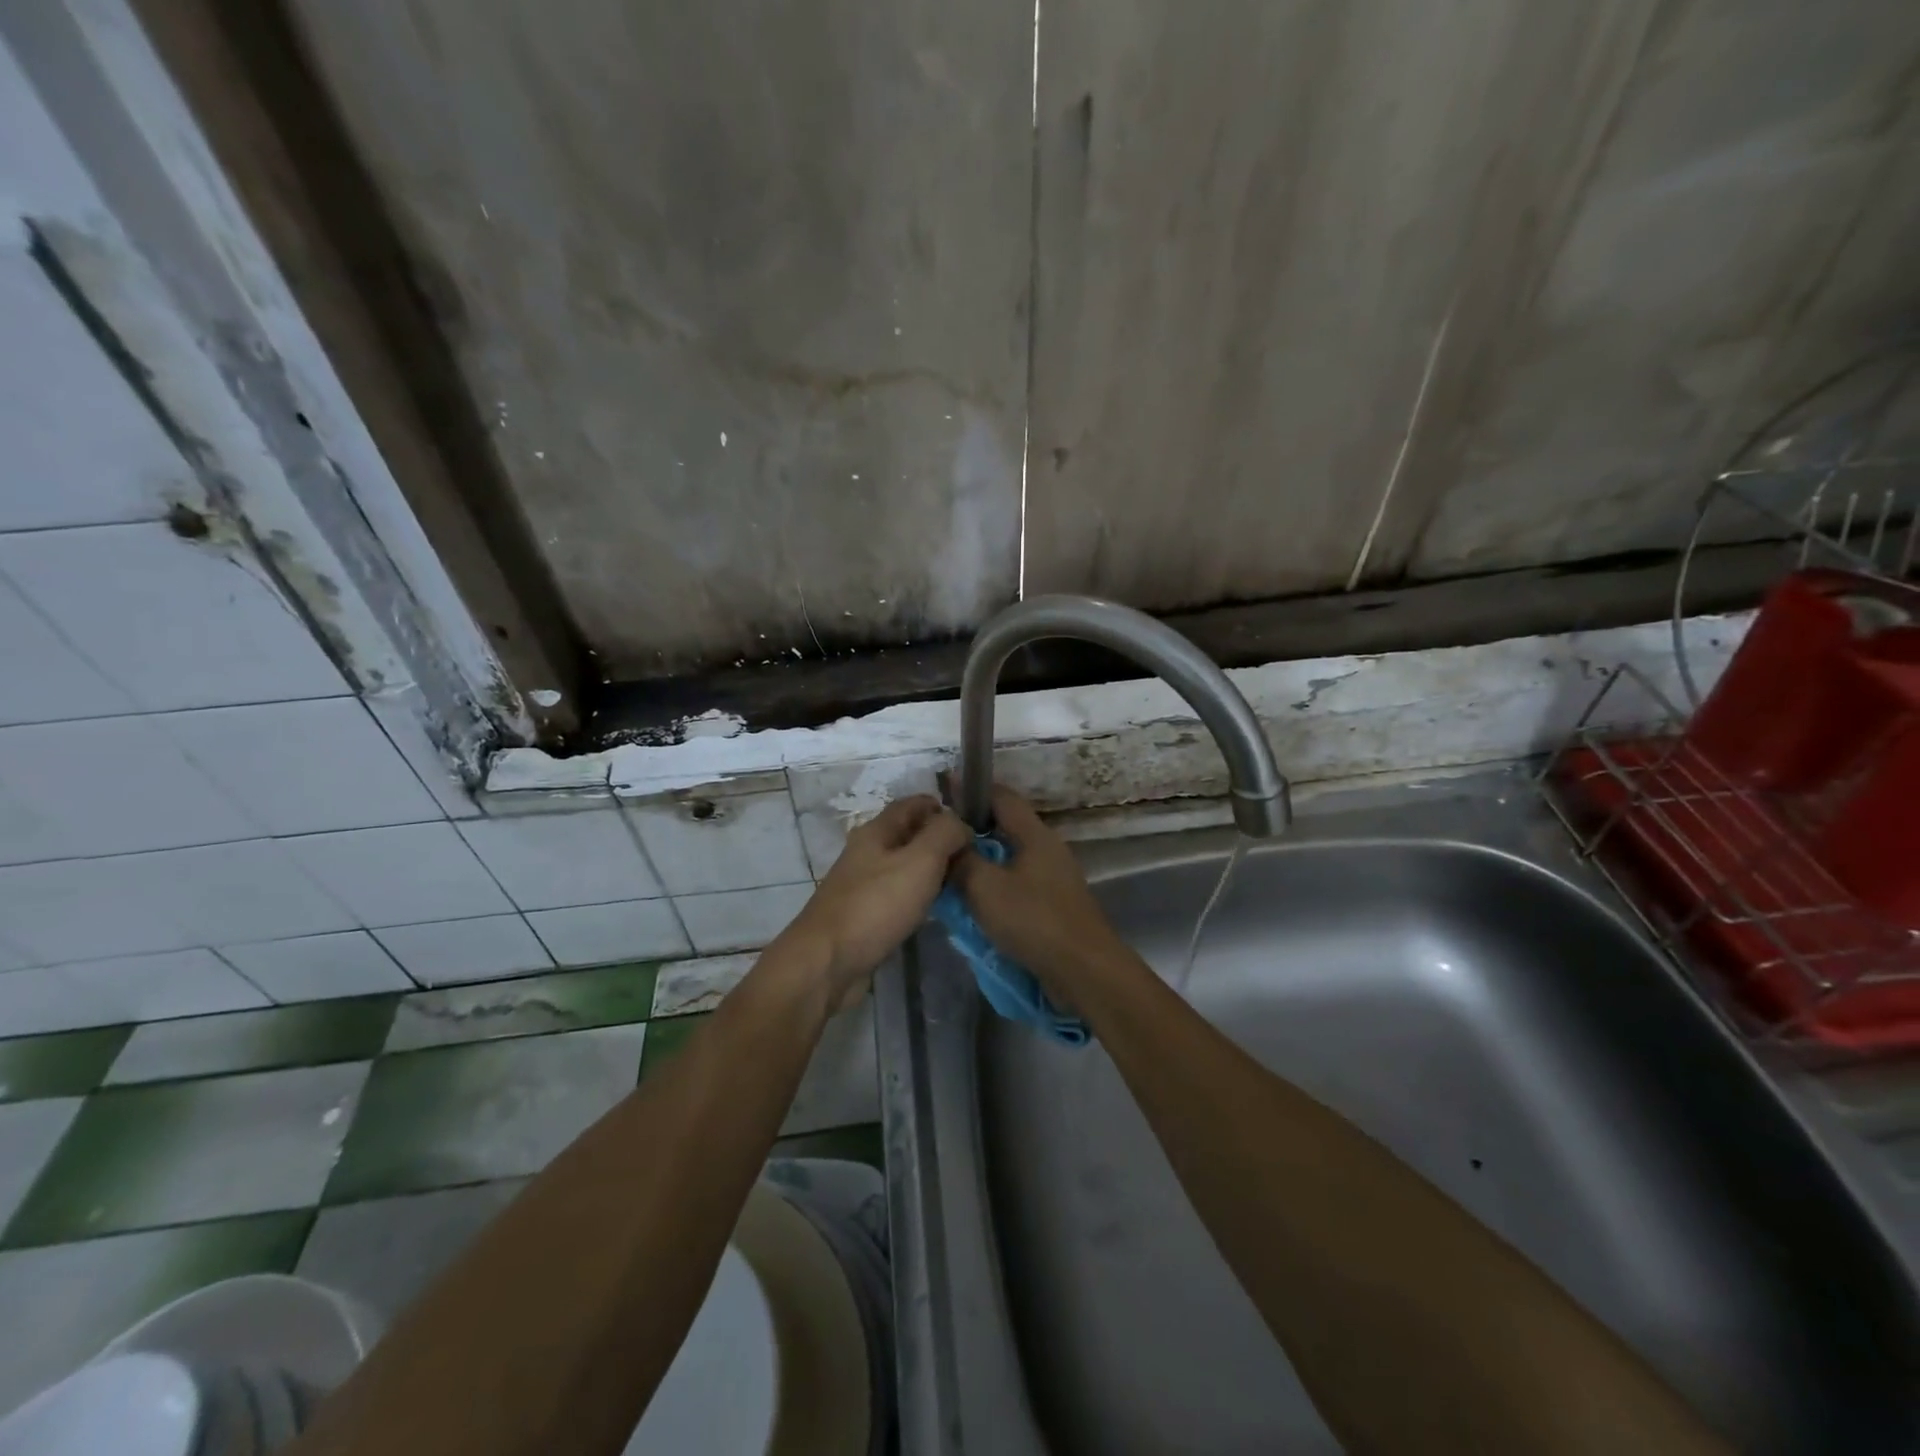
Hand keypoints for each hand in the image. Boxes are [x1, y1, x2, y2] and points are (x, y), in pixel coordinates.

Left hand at [780, 795, 971, 1010]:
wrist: (827, 963)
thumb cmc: (876, 905)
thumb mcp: (920, 860)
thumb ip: (945, 834)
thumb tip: (960, 825)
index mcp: (876, 832)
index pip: (913, 805)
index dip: (942, 808)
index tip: (973, 825)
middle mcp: (867, 853)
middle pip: (909, 835)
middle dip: (940, 840)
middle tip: (974, 858)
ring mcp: (863, 885)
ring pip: (904, 866)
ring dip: (931, 870)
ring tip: (962, 882)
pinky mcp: (864, 915)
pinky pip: (898, 894)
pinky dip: (918, 896)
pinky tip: (935, 909)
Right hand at [951, 785, 1130, 997]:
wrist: (1083, 970)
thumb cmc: (1033, 920)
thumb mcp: (985, 887)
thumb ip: (962, 861)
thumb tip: (947, 844)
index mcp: (1034, 835)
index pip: (1001, 797)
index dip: (972, 790)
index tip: (943, 790)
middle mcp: (1047, 850)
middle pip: (1005, 828)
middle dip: (972, 830)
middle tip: (938, 838)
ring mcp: (1053, 879)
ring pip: (1009, 859)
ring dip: (981, 862)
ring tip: (949, 871)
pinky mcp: (1053, 905)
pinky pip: (1017, 886)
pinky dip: (994, 887)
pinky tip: (974, 902)